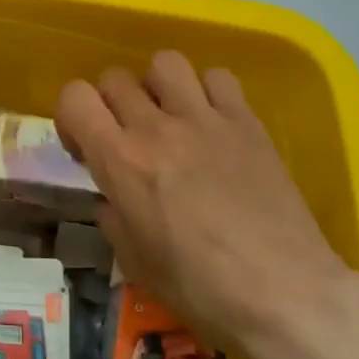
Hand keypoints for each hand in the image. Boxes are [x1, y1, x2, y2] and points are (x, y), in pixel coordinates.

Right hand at [55, 51, 353, 356]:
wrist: (286, 295)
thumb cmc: (201, 289)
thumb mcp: (134, 262)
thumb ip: (112, 216)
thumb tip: (112, 198)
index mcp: (121, 161)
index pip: (74, 96)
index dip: (71, 115)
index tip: (86, 147)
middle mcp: (156, 128)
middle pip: (115, 77)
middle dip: (111, 104)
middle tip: (127, 137)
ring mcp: (205, 119)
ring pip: (164, 62)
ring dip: (157, 86)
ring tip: (170, 117)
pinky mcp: (247, 122)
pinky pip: (217, 77)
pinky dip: (208, 91)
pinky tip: (212, 122)